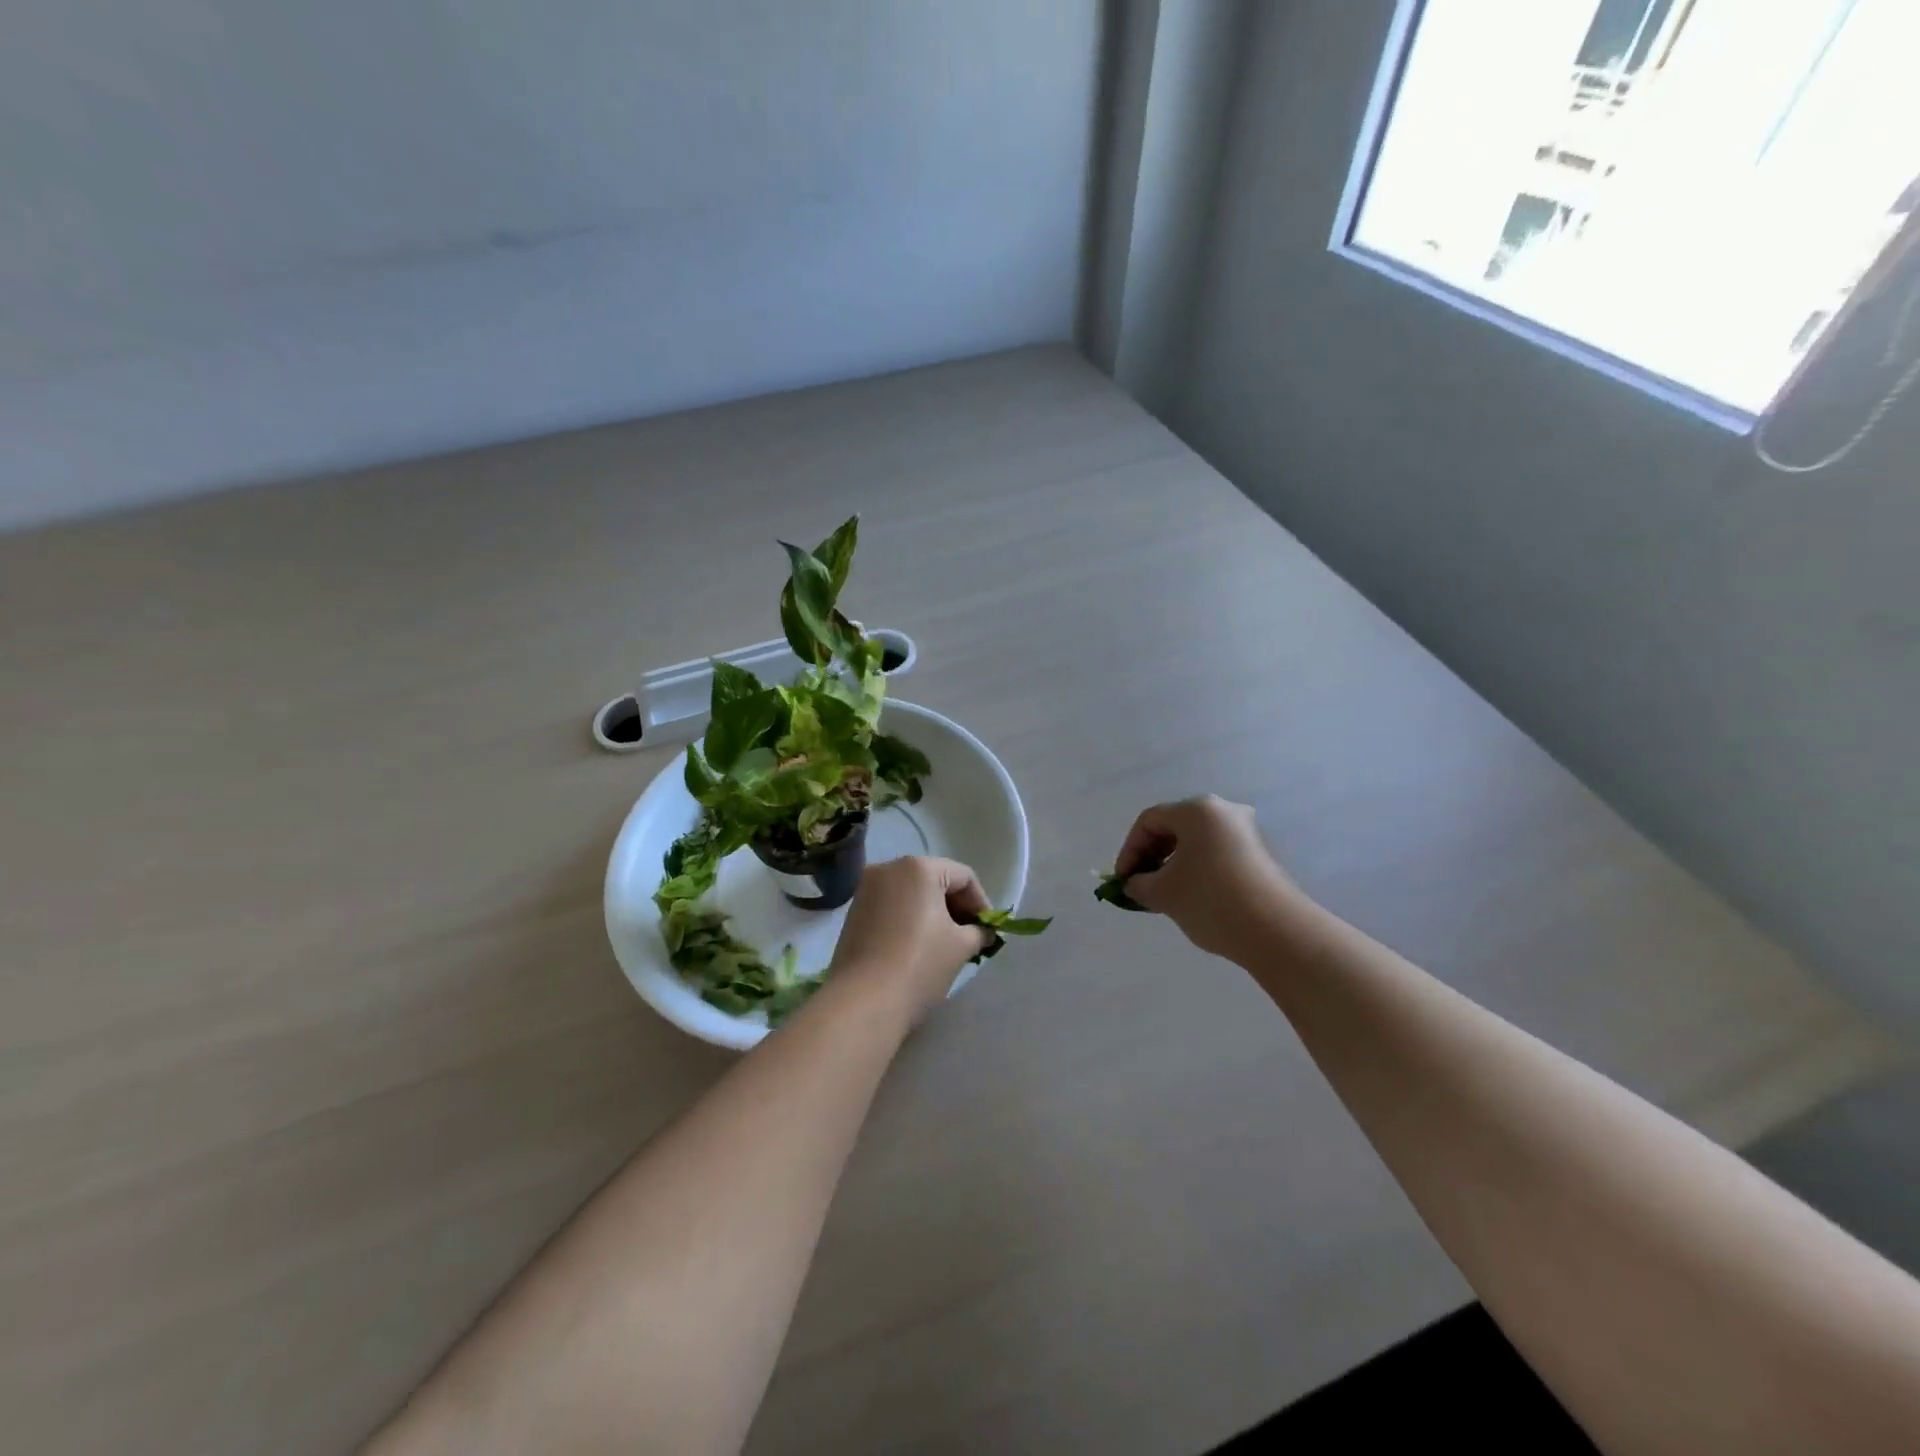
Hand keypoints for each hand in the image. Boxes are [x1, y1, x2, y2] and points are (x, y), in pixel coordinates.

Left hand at [828, 856, 993, 1025]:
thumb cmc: (919, 965)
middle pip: (935, 880)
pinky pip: (892, 906)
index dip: (981, 903)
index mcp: (918, 868)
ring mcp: (866, 889)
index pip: (963, 876)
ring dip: (933, 913)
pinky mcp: (854, 912)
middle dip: (956, 907)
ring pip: (911, 893)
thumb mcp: (960, 947)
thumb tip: (983, 932)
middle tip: (971, 936)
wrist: (863, 1002)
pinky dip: (910, 919)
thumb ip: (978, 932)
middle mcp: (889, 868)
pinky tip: (918, 946)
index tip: (989, 930)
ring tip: (946, 943)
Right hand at [1113, 796, 1312, 960]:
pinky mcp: (1259, 855)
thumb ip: (1139, 884)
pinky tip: (1191, 898)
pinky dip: (1196, 870)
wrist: (1277, 932)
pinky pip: (1216, 854)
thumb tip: (1136, 884)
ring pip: (1196, 842)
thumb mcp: (1163, 893)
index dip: (1129, 850)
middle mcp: (1223, 812)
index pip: (1149, 821)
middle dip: (1151, 857)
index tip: (1122, 880)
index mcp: (1197, 810)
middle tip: (1139, 886)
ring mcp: (1246, 832)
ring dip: (1173, 865)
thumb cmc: (1211, 900)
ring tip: (1163, 895)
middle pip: (1174, 828)